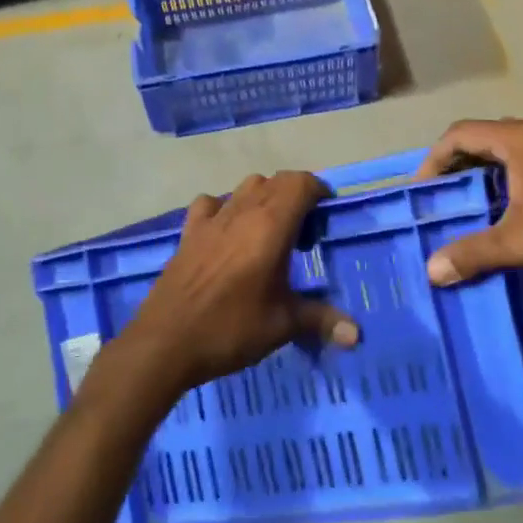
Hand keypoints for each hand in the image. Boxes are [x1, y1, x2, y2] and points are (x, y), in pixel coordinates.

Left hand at [111, 171, 360, 397]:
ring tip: (269, 232)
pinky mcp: (188, 232)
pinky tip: (226, 234)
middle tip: (303, 233)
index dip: (319, 191)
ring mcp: (212, 219)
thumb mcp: (282, 325)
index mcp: (270, 225)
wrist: (165, 342)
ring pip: (245, 187)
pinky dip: (225, 208)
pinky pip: (211, 204)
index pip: (301, 183)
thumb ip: (321, 320)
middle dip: (295, 196)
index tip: (326, 216)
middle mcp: (242, 211)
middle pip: (275, 180)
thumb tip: (357, 335)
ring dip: (263, 198)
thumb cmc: (230, 329)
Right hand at [414, 119, 522, 284]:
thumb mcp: (520, 243)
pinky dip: (503, 183)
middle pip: (481, 140)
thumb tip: (431, 271)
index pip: (460, 134)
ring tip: (464, 209)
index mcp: (520, 139)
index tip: (421, 191)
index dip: (434, 159)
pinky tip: (502, 215)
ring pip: (504, 155)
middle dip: (455, 168)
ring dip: (480, 177)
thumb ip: (472, 253)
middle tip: (438, 200)